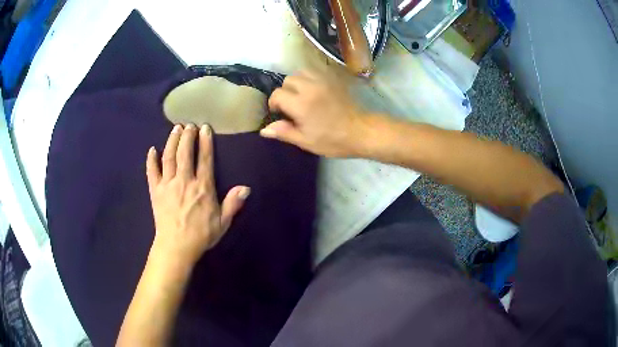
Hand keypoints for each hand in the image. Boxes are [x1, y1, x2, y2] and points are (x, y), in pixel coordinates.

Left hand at [146, 124, 249, 267]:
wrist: (176, 247)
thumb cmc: (201, 235)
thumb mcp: (222, 222)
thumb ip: (233, 204)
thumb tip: (246, 188)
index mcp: (202, 187)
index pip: (204, 159)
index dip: (205, 142)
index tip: (205, 128)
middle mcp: (184, 181)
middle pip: (185, 153)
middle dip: (187, 136)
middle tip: (189, 125)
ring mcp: (167, 185)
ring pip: (169, 157)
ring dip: (172, 141)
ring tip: (175, 129)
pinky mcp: (155, 191)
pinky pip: (151, 172)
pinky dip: (151, 160)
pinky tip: (152, 150)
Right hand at [260, 71, 367, 156]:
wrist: (361, 132)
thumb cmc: (333, 140)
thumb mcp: (306, 141)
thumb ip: (284, 132)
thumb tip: (264, 130)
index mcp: (301, 104)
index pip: (277, 94)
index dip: (274, 104)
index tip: (279, 113)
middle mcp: (310, 88)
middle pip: (287, 80)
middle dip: (285, 92)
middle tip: (291, 106)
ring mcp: (323, 81)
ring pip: (300, 73)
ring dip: (296, 83)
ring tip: (301, 96)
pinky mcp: (333, 80)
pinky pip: (315, 72)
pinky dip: (309, 78)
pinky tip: (313, 91)